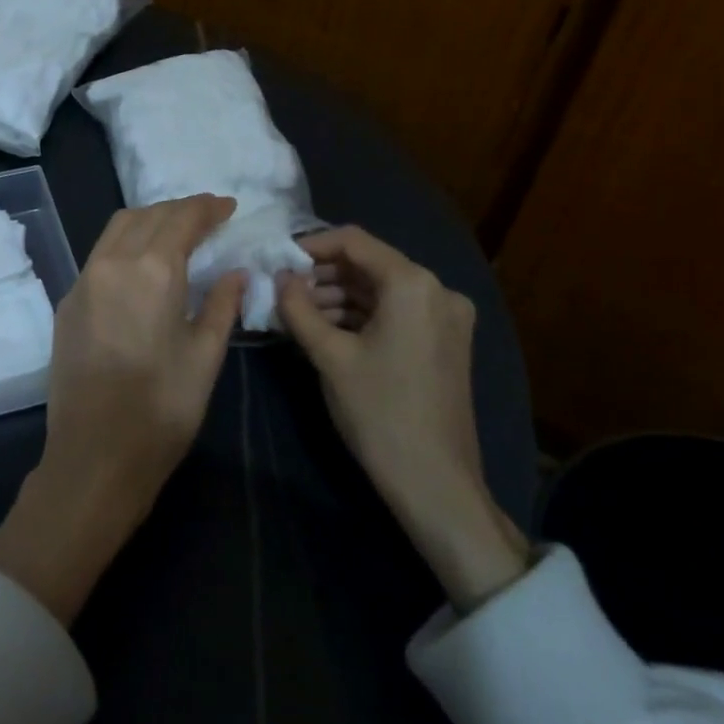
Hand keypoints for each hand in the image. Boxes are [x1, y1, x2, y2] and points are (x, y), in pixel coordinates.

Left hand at [0, 196, 245, 624]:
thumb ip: (222, 305)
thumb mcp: (205, 357)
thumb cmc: (162, 410)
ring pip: (117, 229)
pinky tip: (142, 264)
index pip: (181, 218)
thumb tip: (235, 272)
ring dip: (149, 220)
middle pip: (147, 215)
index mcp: (152, 271)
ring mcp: (83, 280)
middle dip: (179, 210)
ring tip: (176, 233)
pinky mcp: (67, 301)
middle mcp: (112, 262)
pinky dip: (125, 244)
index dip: (207, 208)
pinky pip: (99, 255)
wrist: (94, 455)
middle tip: (207, 218)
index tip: (227, 207)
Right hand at [278, 226, 527, 610]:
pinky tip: (326, 331)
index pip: (353, 241)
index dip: (310, 245)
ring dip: (338, 296)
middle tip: (282, 292)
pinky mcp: (445, 342)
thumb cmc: (379, 412)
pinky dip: (360, 316)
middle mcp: (438, 290)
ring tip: (297, 314)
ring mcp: (446, 317)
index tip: (277, 261)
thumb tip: (278, 277)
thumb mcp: (329, 356)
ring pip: (380, 290)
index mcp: (413, 284)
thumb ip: (298, 307)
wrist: (435, 482)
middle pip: (368, 264)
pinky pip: (395, 312)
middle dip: (322, 275)